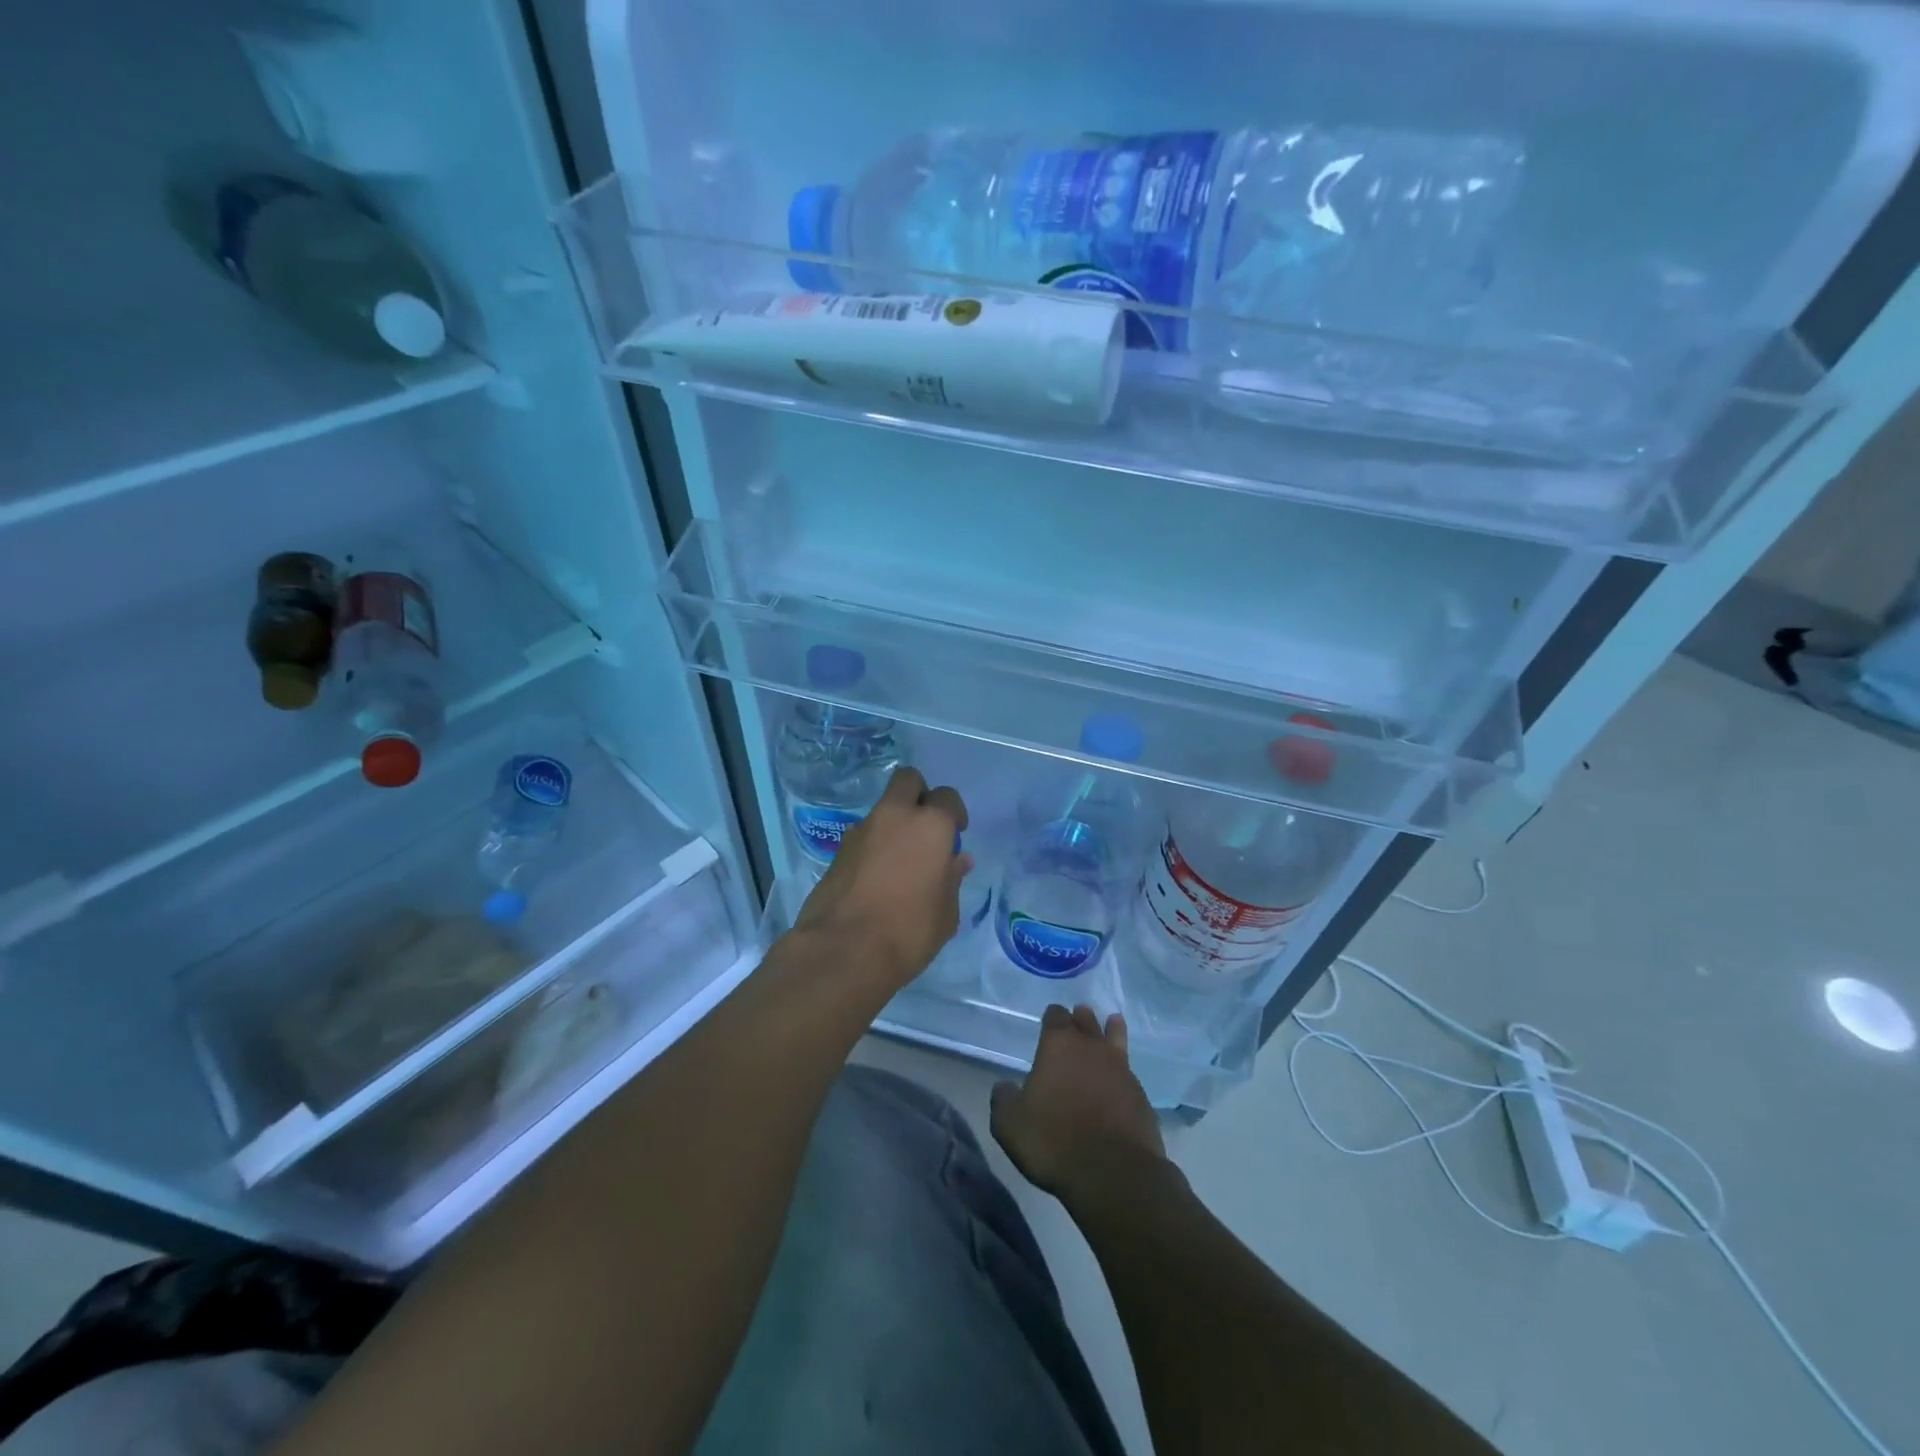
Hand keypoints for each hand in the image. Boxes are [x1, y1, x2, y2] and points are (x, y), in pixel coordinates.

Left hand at [791, 767, 969, 990]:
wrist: (844, 950)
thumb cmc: (909, 931)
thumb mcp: (946, 912)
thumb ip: (952, 879)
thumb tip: (957, 860)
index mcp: (930, 825)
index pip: (947, 798)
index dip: (954, 814)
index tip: (955, 836)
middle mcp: (895, 816)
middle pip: (907, 780)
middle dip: (919, 795)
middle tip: (925, 828)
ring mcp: (861, 830)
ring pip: (883, 808)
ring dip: (894, 823)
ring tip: (900, 862)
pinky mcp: (838, 850)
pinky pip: (864, 835)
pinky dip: (873, 846)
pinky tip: (877, 878)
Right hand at [991, 1004, 1169, 1210]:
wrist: (1113, 1172)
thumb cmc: (1054, 1140)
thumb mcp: (1010, 1124)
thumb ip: (1004, 1099)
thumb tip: (1004, 1087)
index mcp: (1058, 1045)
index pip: (1055, 1016)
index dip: (1052, 1016)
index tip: (1050, 1017)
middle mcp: (1091, 1047)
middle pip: (1086, 1021)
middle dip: (1080, 1018)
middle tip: (1079, 1014)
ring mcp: (1120, 1069)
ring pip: (1115, 1038)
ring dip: (1110, 1029)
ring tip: (1112, 1022)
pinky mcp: (1140, 1094)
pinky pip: (1129, 1070)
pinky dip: (1123, 1066)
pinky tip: (1122, 1072)